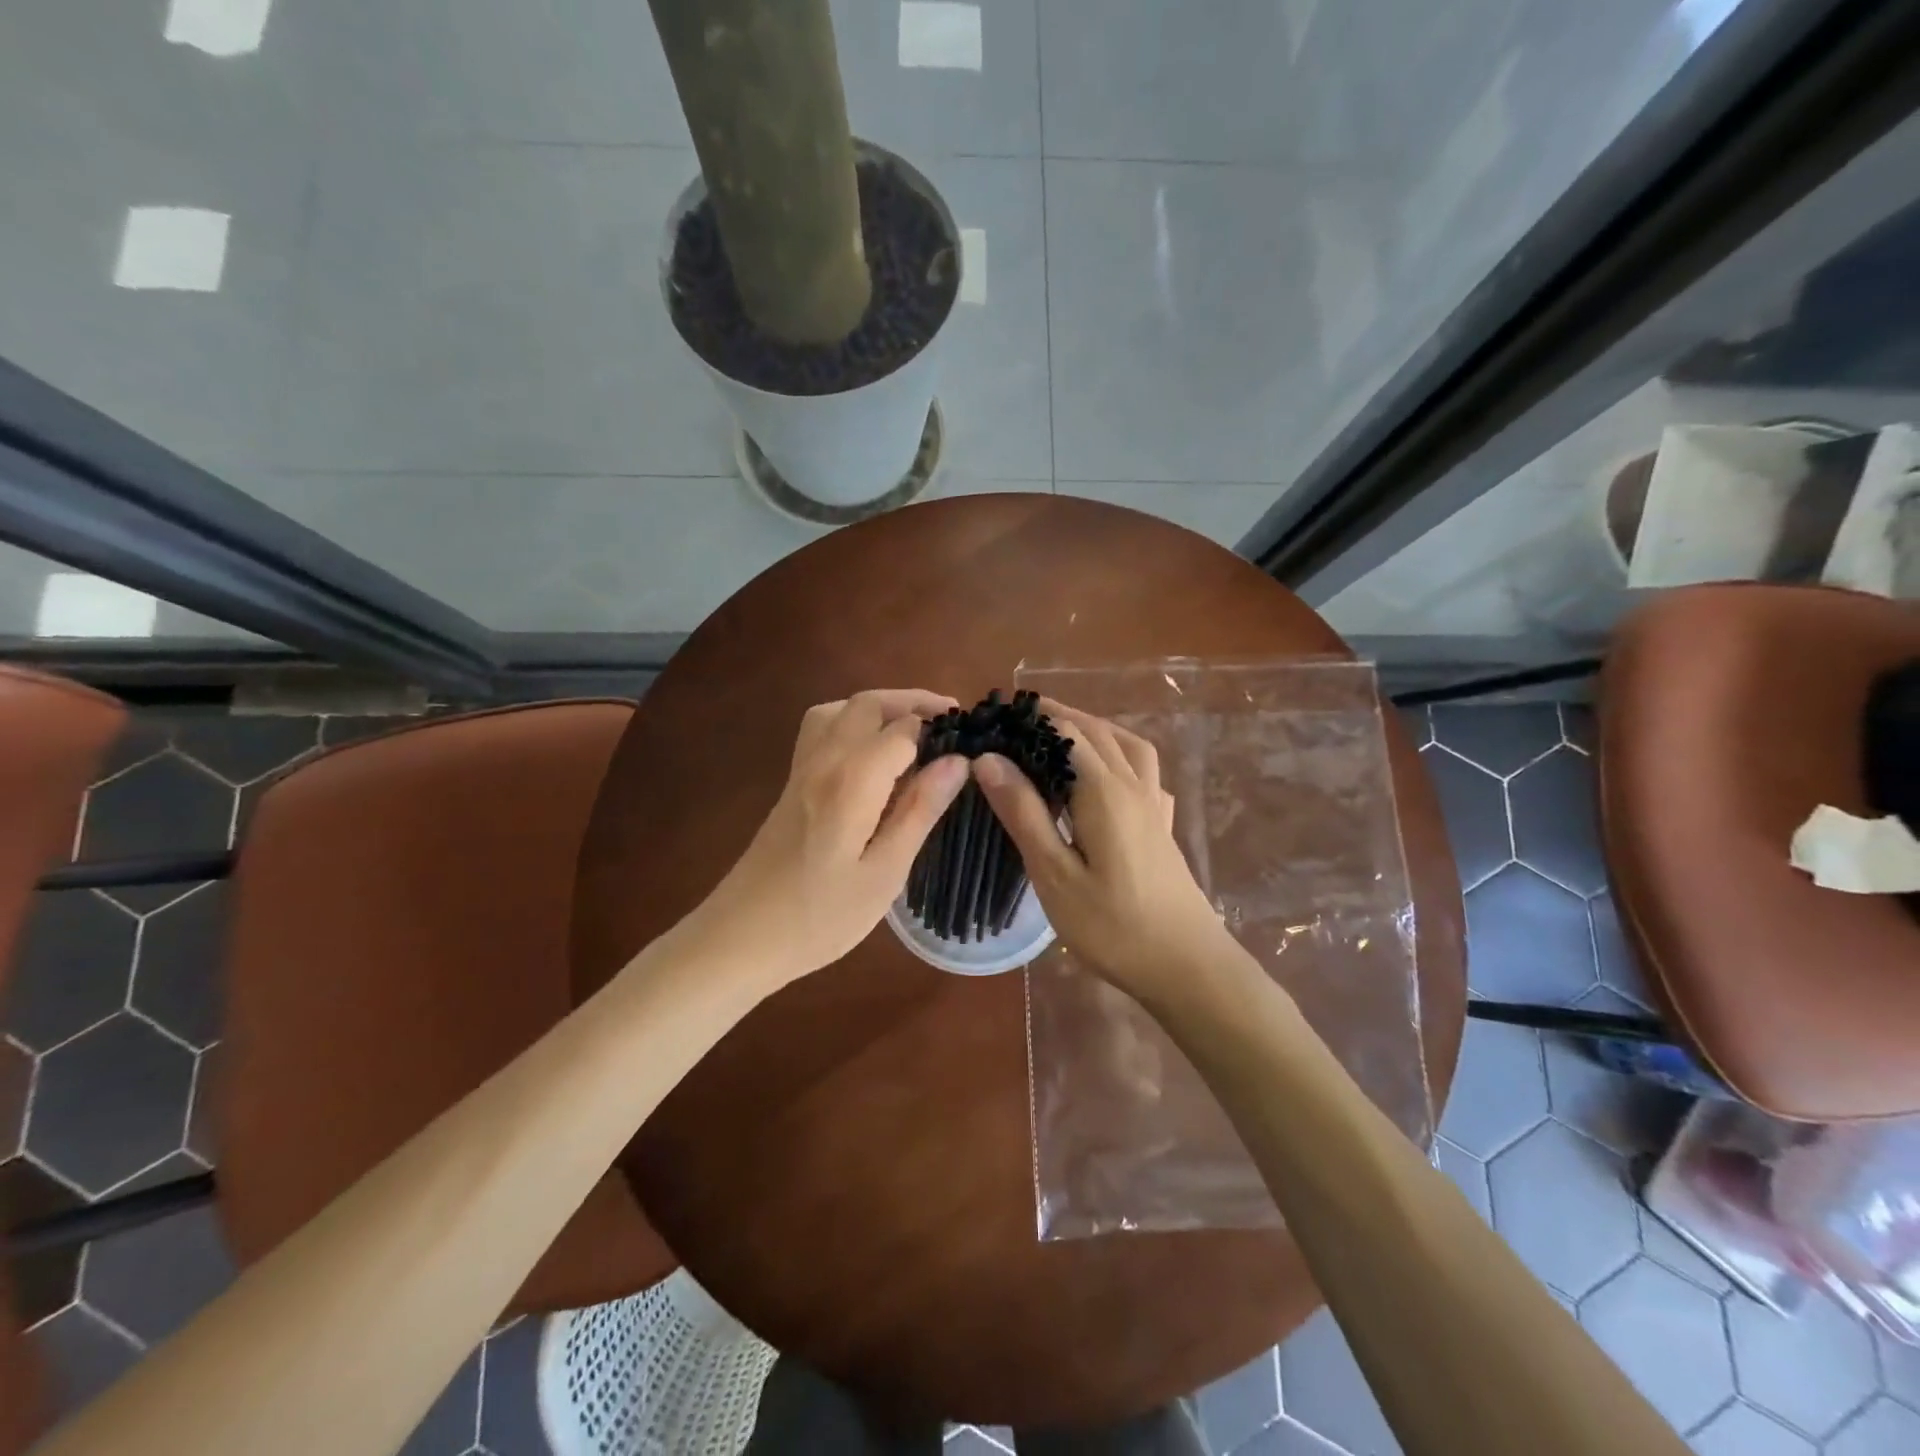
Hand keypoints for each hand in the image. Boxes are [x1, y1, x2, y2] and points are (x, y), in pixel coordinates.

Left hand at [691, 689, 968, 986]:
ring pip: (839, 709)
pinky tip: (870, 754)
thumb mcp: (884, 873)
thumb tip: (957, 761)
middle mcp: (824, 760)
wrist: (741, 938)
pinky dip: (851, 721)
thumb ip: (919, 810)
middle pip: (868, 704)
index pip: (904, 729)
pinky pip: (821, 729)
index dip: (940, 729)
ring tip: (913, 729)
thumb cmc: (820, 917)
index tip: (973, 742)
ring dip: (879, 707)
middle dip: (913, 703)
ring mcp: (801, 769)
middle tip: (951, 721)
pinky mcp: (791, 784)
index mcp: (852, 780)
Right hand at [973, 699, 1233, 1003]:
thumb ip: (1024, 813)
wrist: (1188, 966)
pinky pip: (1146, 773)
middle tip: (1020, 718)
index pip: (1066, 733)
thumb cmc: (1113, 926)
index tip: (998, 715)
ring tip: (1064, 733)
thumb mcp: (1055, 874)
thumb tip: (989, 758)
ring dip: (1095, 729)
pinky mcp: (1164, 827)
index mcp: (1104, 791)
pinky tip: (1112, 778)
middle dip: (1059, 716)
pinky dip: (1124, 757)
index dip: (1033, 718)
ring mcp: (1155, 806)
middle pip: (1097, 732)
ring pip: (1128, 746)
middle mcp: (1133, 786)